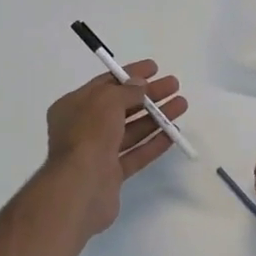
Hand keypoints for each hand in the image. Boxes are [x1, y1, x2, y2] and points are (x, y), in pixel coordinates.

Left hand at [44, 60, 187, 238]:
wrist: (80, 188)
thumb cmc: (88, 135)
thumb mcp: (106, 101)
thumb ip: (126, 90)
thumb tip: (140, 84)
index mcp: (73, 106)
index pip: (105, 84)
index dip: (130, 74)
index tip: (155, 68)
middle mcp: (83, 128)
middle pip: (121, 106)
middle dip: (148, 95)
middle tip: (174, 86)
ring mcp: (97, 152)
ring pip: (131, 130)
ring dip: (156, 117)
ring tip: (181, 105)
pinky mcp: (111, 174)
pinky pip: (135, 153)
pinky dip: (153, 143)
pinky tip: (173, 134)